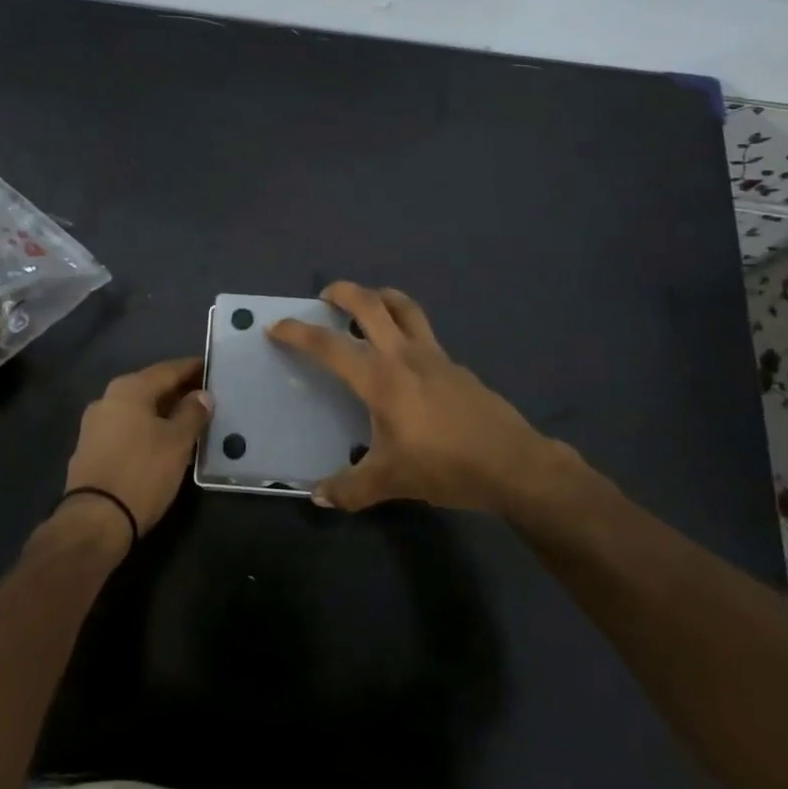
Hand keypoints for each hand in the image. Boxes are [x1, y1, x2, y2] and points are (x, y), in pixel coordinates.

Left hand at [62, 357, 210, 540]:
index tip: (212, 369)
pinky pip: (126, 428)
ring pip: (137, 410)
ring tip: (187, 422)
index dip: (192, 369)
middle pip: (150, 387)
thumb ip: (192, 413)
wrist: (94, 521)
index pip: (168, 370)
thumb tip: (202, 395)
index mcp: (129, 389)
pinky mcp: (90, 449)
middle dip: (177, 391)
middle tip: (204, 397)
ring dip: (162, 412)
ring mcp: (95, 424)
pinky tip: (161, 443)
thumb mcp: (177, 442)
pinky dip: (146, 429)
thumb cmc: (142, 473)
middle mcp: (108, 398)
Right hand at [269, 282, 572, 515]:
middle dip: (342, 292)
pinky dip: (405, 327)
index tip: (276, 326)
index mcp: (380, 378)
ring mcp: (434, 354)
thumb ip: (349, 489)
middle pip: (370, 304)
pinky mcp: (455, 364)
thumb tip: (317, 496)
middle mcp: (404, 355)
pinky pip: (423, 331)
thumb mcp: (391, 482)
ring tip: (367, 304)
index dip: (298, 333)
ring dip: (380, 296)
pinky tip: (404, 357)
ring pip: (404, 306)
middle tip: (324, 297)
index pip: (329, 346)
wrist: (511, 463)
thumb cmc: (444, 466)